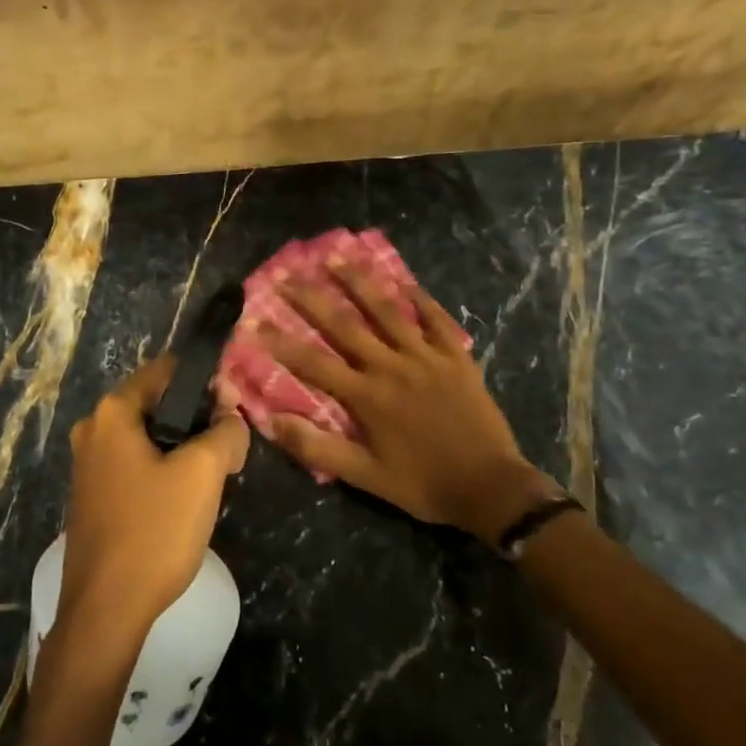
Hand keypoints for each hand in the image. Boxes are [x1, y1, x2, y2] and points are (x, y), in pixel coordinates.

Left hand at [60, 355, 249, 648]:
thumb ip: (226, 432)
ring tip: (217, 474)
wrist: (106, 609)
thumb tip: (231, 419)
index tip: (237, 406)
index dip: (207, 381)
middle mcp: (94, 429)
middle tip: (232, 445)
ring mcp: (89, 465)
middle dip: (199, 418)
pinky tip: (187, 499)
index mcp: (113, 412)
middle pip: (158, 404)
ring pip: (150, 437)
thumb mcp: (203, 473)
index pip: (167, 370)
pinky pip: (137, 465)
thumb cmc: (154, 530)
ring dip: (185, 447)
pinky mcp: (94, 496)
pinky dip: (165, 470)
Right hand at [260, 264, 559, 545]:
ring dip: (360, 283)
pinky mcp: (457, 357)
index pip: (314, 363)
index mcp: (367, 396)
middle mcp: (393, 366)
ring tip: (337, 258)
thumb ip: (319, 448)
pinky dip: (419, 298)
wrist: (489, 487)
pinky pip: (436, 319)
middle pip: (345, 325)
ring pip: (388, 311)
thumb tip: (273, 421)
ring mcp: (428, 357)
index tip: (255, 321)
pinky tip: (404, 280)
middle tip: (287, 275)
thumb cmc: (422, 484)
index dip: (282, 342)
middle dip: (312, 298)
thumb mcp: (366, 477)